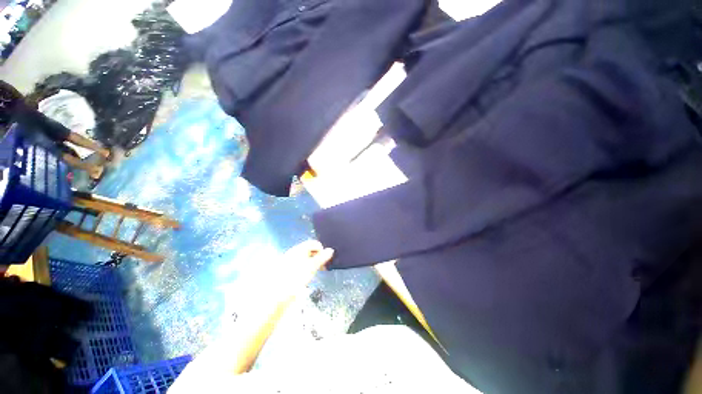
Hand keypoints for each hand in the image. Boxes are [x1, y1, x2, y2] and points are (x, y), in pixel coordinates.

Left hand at [281, 240, 333, 286]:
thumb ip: (322, 257)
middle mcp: (295, 252)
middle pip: (310, 250)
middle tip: (324, 266)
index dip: (322, 249)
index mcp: (300, 249)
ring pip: (306, 258)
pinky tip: (307, 276)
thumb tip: (331, 250)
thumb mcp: (312, 266)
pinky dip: (307, 267)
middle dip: (318, 256)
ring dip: (314, 262)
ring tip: (317, 271)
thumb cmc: (296, 277)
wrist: (277, 293)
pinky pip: (301, 264)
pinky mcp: (288, 269)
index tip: (326, 260)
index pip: (314, 243)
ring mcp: (290, 260)